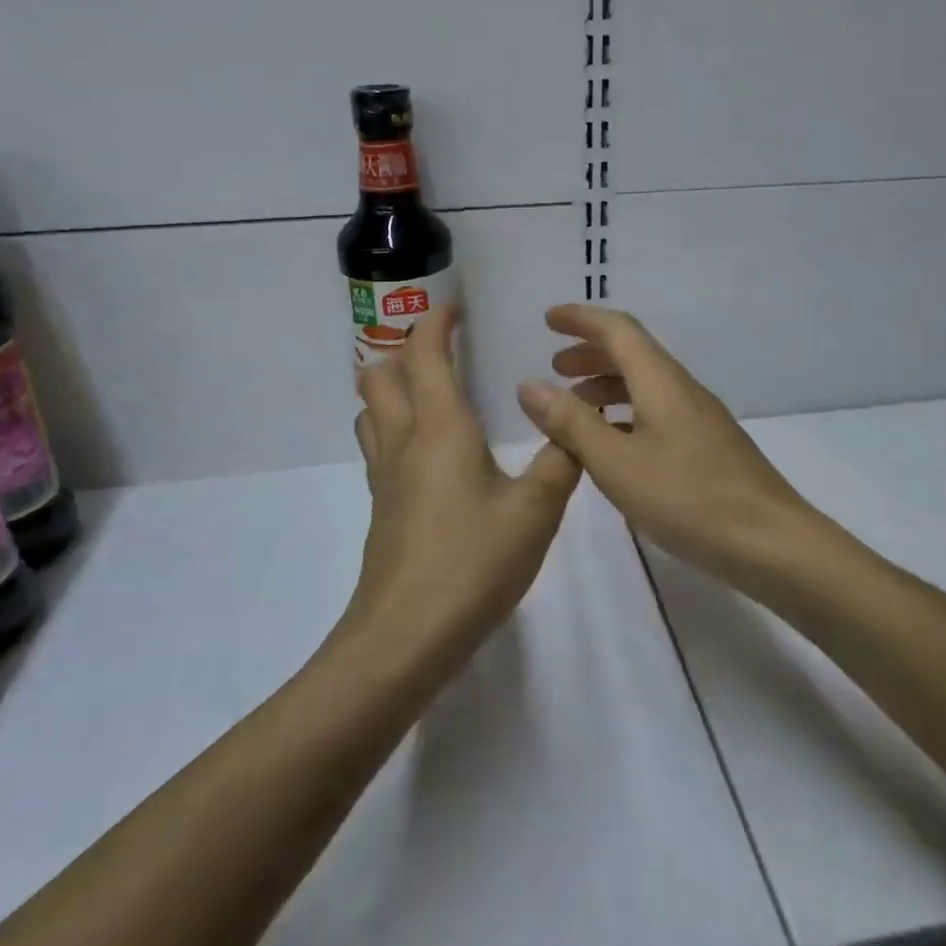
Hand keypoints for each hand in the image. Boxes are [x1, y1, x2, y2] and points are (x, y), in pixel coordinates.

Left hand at [351, 304, 581, 653]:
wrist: (406, 637)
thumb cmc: (472, 563)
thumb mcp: (536, 511)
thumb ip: (561, 462)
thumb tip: (574, 427)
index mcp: (440, 428)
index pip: (425, 355)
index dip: (434, 323)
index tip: (453, 308)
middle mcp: (404, 442)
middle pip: (379, 375)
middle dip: (404, 350)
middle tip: (441, 349)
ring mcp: (385, 478)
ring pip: (371, 411)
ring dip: (391, 388)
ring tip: (429, 391)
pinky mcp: (382, 509)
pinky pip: (379, 447)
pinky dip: (394, 427)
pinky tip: (429, 453)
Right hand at [516, 305, 821, 586]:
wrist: (771, 543)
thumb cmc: (688, 498)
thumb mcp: (617, 463)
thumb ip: (571, 423)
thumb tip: (529, 384)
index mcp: (661, 381)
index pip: (618, 329)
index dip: (581, 319)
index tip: (547, 319)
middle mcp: (682, 389)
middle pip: (633, 353)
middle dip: (590, 353)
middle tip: (555, 367)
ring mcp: (699, 418)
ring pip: (645, 384)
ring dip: (607, 386)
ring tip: (575, 408)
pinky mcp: (707, 446)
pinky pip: (657, 411)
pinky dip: (626, 414)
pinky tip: (614, 444)